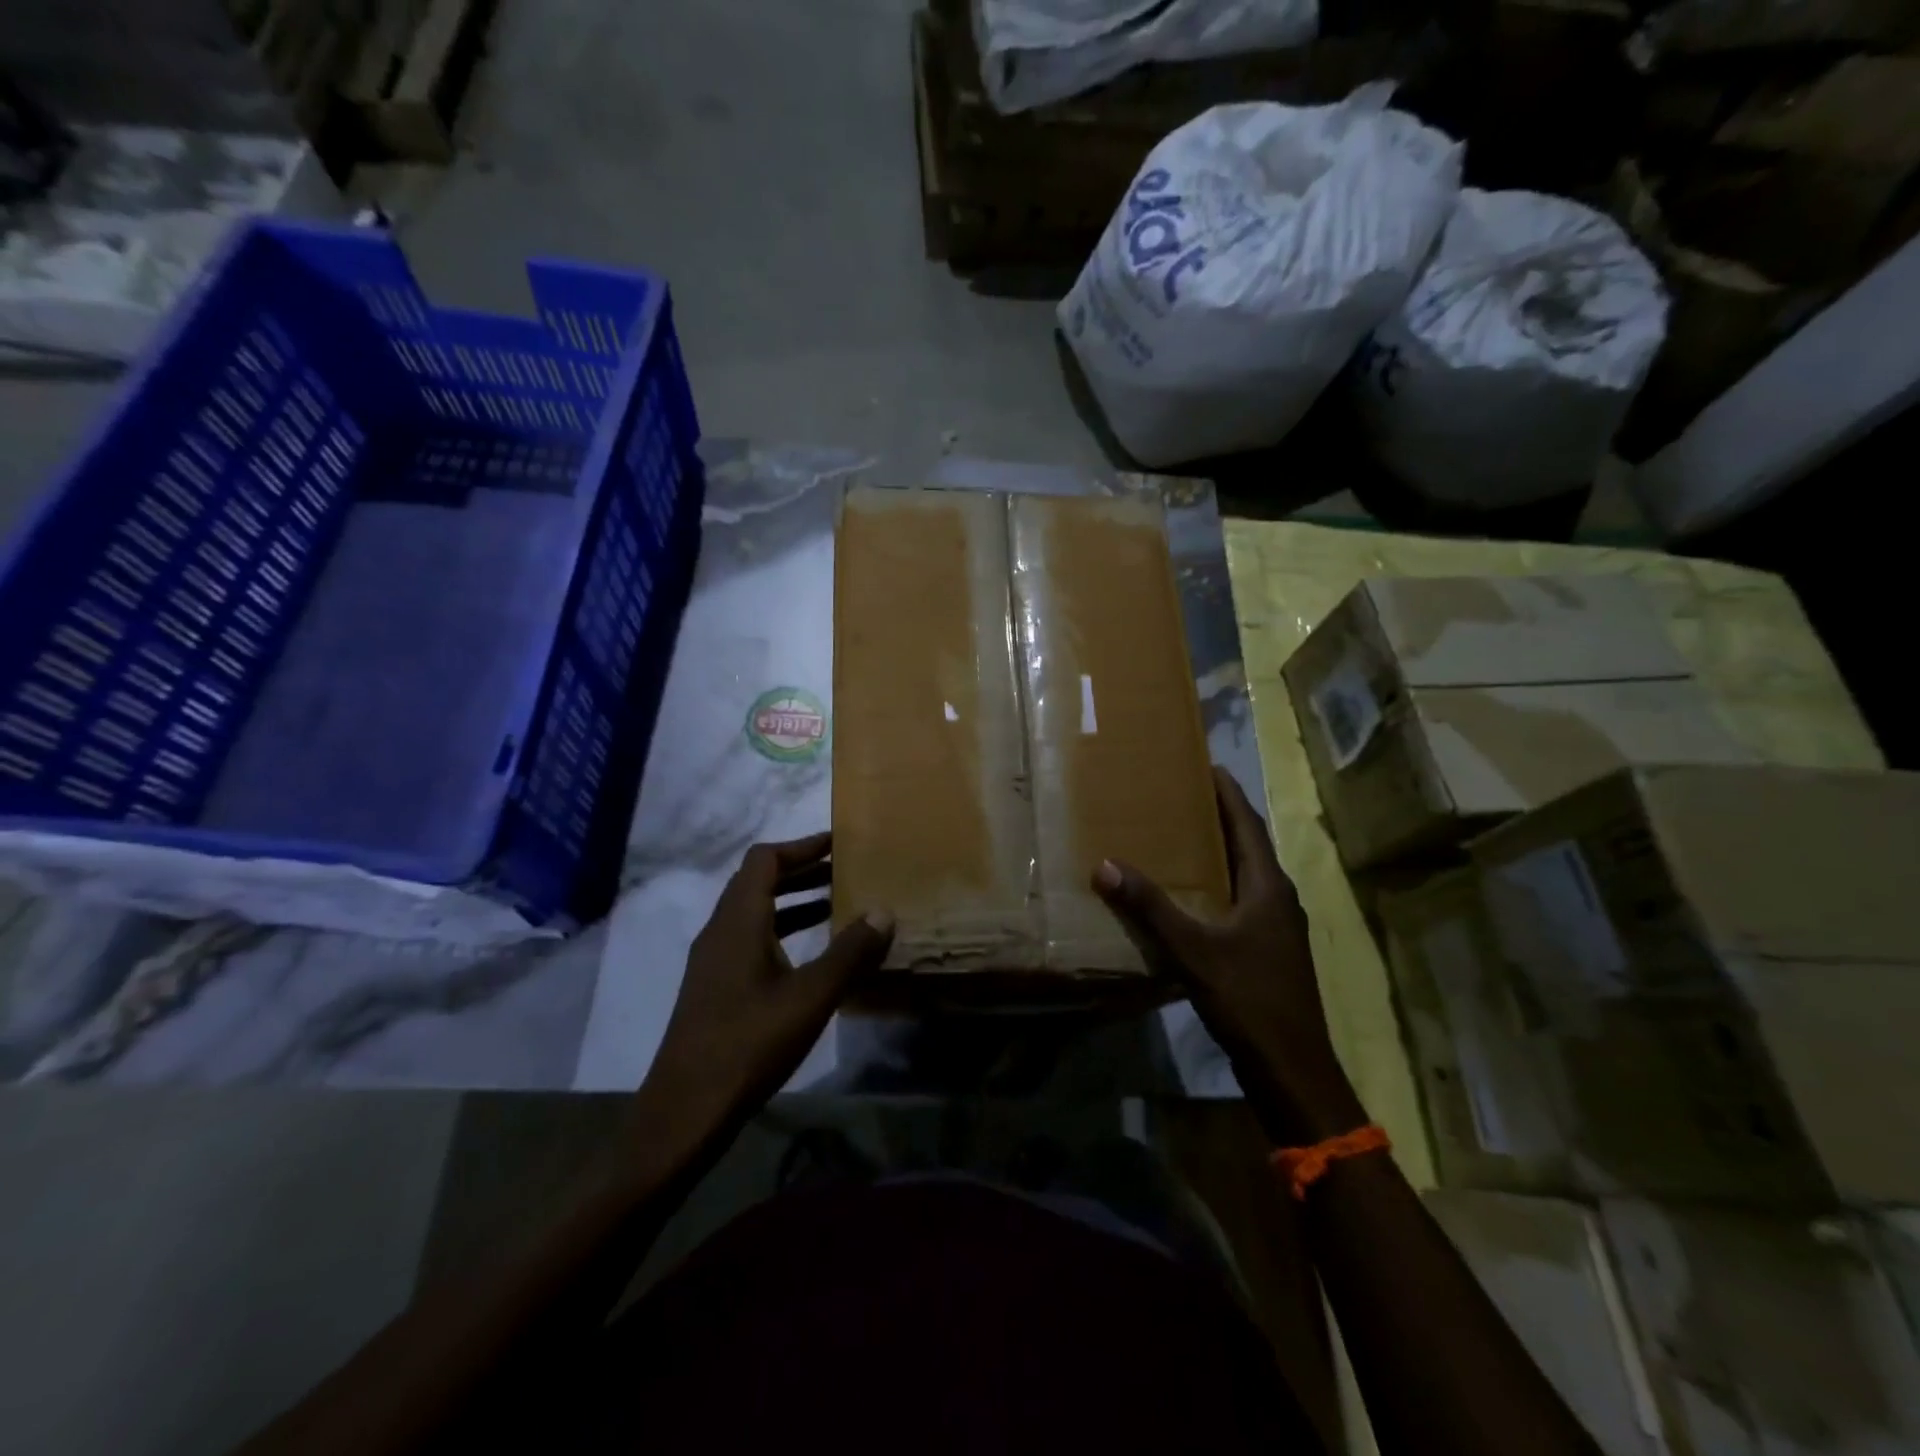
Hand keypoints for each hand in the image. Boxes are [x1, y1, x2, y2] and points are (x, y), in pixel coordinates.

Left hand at [639, 834, 893, 1145]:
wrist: (685, 1111)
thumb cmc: (748, 1044)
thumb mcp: (810, 997)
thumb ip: (850, 953)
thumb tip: (884, 912)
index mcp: (738, 921)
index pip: (765, 859)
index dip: (802, 846)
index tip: (839, 844)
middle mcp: (720, 930)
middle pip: (759, 881)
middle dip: (803, 871)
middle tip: (846, 871)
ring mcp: (714, 961)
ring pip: (756, 912)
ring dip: (794, 901)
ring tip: (837, 905)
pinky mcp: (715, 987)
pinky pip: (752, 939)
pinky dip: (783, 931)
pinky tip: (811, 956)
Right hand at [1093, 768, 1365, 1145]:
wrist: (1292, 1067)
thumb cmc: (1249, 998)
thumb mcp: (1193, 950)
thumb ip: (1151, 907)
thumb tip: (1106, 865)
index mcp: (1268, 887)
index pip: (1246, 823)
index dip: (1226, 792)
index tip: (1204, 763)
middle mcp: (1278, 899)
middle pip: (1247, 844)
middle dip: (1217, 817)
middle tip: (1179, 795)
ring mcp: (1276, 927)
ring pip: (1244, 875)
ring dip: (1217, 851)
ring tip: (1179, 835)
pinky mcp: (1268, 950)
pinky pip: (1240, 901)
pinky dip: (1216, 885)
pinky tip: (1190, 895)